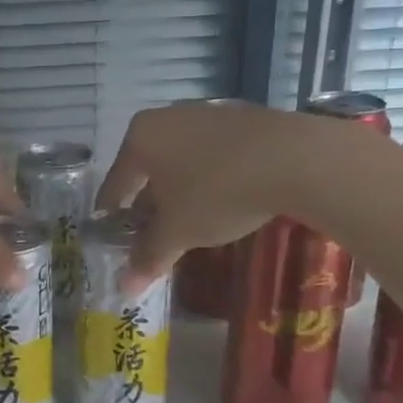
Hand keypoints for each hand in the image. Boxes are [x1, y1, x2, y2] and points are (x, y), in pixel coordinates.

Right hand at [96, 102, 333, 292]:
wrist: (294, 158)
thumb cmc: (217, 192)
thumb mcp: (178, 231)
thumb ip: (149, 256)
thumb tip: (124, 288)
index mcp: (141, 137)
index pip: (116, 180)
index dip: (111, 210)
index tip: (108, 229)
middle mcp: (168, 118)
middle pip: (148, 168)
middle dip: (148, 202)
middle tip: (149, 232)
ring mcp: (207, 114)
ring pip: (181, 160)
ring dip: (180, 190)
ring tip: (187, 220)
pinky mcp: (243, 119)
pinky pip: (213, 154)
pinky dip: (209, 178)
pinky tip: (222, 200)